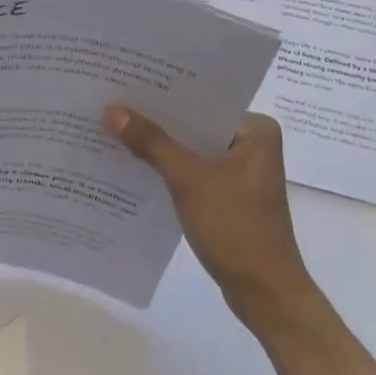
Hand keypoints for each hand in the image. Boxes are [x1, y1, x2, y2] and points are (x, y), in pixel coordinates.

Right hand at [104, 106, 314, 324]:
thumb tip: (111, 110)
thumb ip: (151, 142)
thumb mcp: (188, 180)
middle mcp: (252, 143)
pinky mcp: (228, 195)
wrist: (264, 293)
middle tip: (112, 102)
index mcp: (256, 130)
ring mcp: (241, 171)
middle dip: (157, 119)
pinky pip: (193, 170)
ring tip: (115, 128)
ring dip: (160, 145)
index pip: (203, 100)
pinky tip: (134, 164)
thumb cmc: (235, 228)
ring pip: (191, 148)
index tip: (127, 81)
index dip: (164, 93)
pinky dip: (168, 169)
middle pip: (195, 123)